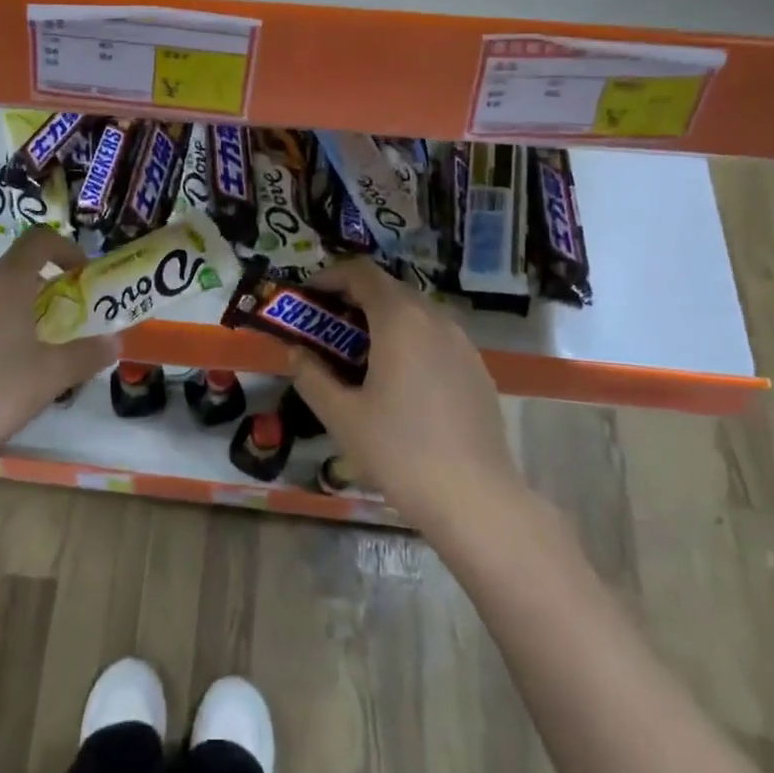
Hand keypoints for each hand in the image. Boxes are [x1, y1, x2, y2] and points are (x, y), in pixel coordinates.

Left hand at [0, 229, 118, 473]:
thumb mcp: (51, 376)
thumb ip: (87, 355)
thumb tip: (113, 342)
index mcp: (7, 281)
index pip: (39, 240)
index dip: (65, 249)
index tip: (81, 275)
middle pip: (13, 269)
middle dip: (40, 287)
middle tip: (59, 320)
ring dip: (10, 310)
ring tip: (25, 350)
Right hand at [287, 259, 524, 530]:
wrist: (474, 499)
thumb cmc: (398, 451)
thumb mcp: (340, 416)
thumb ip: (311, 376)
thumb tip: (295, 352)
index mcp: (400, 320)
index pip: (362, 273)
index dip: (330, 277)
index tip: (308, 298)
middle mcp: (435, 319)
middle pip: (389, 290)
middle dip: (353, 301)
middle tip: (326, 330)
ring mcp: (462, 344)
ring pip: (415, 315)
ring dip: (383, 322)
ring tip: (360, 358)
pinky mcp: (477, 369)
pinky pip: (436, 339)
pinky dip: (410, 343)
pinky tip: (400, 384)